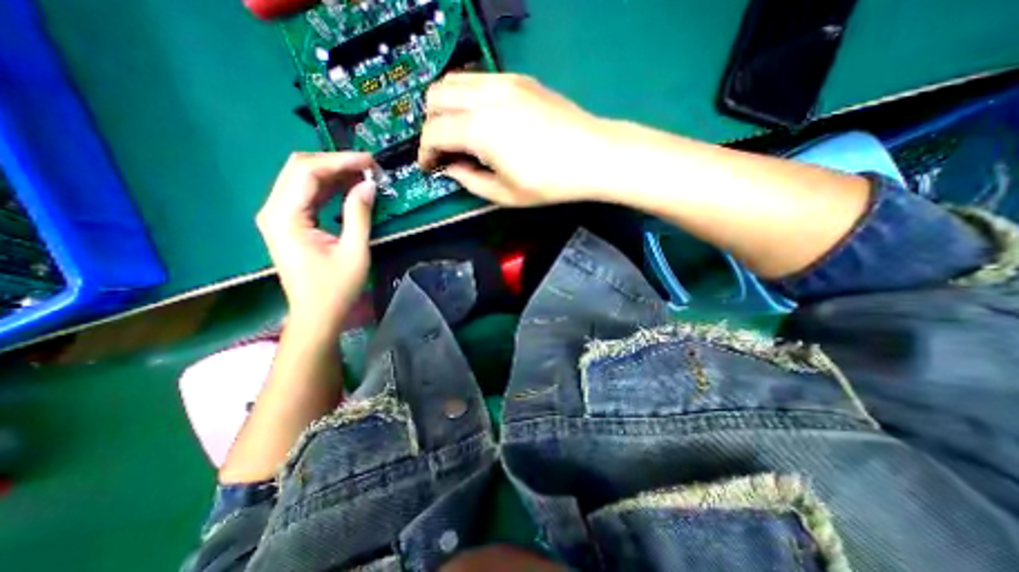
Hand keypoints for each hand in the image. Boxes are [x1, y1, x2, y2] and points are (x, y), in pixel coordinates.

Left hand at [257, 154, 373, 335]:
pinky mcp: (288, 223)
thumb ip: (359, 214)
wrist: (316, 315)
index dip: (339, 161)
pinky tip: (349, 188)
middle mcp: (274, 210)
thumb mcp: (354, 251)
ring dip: (333, 173)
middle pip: (300, 169)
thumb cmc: (336, 288)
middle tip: (369, 167)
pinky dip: (329, 187)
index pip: (307, 172)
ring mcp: (279, 216)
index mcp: (285, 217)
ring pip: (302, 179)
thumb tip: (369, 185)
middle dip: (336, 163)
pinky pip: (307, 195)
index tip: (370, 161)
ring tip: (364, 175)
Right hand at [420, 74, 616, 206]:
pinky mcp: (520, 79)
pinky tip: (482, 119)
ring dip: (447, 107)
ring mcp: (504, 82)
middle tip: (443, 150)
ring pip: (455, 81)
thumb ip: (470, 181)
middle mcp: (486, 96)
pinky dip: (468, 97)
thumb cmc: (549, 182)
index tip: (428, 166)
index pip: (434, 131)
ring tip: (458, 133)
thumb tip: (451, 168)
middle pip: (436, 97)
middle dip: (431, 125)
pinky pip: (479, 80)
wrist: (593, 155)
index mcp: (480, 129)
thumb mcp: (505, 194)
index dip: (425, 151)